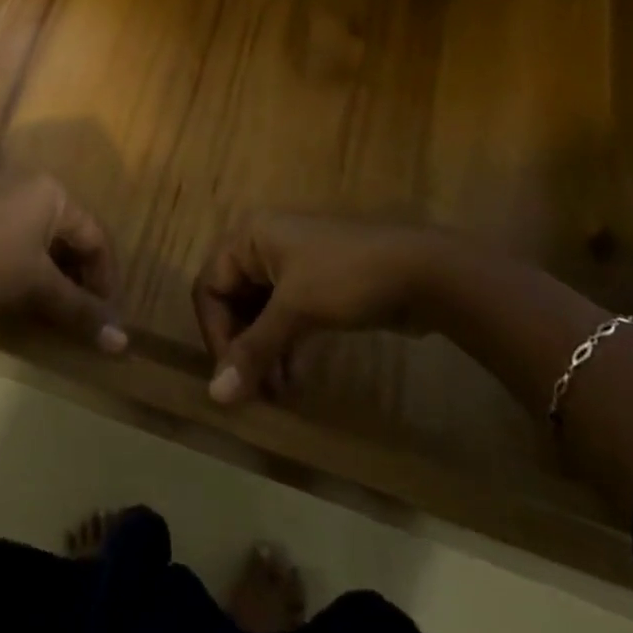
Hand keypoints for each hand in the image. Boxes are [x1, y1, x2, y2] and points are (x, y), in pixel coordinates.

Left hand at [0, 174, 126, 353]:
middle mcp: (24, 180)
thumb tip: (123, 343)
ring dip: (47, 266)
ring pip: (34, 229)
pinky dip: (17, 256)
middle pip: (66, 230)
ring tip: (45, 302)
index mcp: (51, 191)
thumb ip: (82, 312)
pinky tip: (6, 283)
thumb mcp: (38, 290)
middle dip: (76, 273)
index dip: (105, 280)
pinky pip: (5, 228)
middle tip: (77, 312)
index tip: (104, 318)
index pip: (95, 237)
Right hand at [193, 215, 443, 403]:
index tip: (232, 375)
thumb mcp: (296, 309)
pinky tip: (294, 379)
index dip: (215, 332)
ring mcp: (290, 266)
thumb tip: (216, 396)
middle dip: (241, 346)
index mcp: (249, 236)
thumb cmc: (347, 277)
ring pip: (258, 313)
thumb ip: (254, 350)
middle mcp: (262, 246)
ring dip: (263, 352)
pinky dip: (283, 346)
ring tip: (278, 393)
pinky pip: (283, 318)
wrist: (422, 272)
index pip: (209, 285)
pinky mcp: (315, 287)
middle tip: (254, 390)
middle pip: (231, 300)